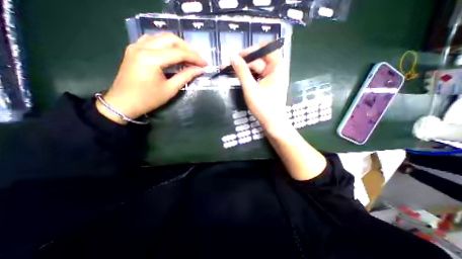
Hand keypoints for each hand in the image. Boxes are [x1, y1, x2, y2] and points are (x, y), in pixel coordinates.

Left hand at [96, 33, 205, 123]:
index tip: (205, 63)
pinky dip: (165, 44)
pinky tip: (172, 52)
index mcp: (151, 59)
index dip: (194, 57)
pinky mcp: (133, 49)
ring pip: (161, 37)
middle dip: (187, 48)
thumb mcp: (170, 89)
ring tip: (188, 55)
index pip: (178, 53)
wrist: (123, 103)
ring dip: (177, 44)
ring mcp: (136, 46)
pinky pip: (152, 40)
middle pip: (170, 39)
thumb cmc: (148, 99)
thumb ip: (185, 76)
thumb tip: (199, 70)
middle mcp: (142, 47)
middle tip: (198, 58)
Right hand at [230, 42, 287, 135]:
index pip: (266, 49)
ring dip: (244, 68)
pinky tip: (238, 76)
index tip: (238, 56)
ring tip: (230, 70)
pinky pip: (257, 75)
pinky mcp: (267, 83)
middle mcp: (276, 69)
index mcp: (277, 67)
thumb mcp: (251, 89)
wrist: (272, 123)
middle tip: (228, 64)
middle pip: (259, 59)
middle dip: (244, 61)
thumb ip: (242, 72)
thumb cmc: (263, 107)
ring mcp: (271, 77)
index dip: (252, 50)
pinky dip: (248, 75)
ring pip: (256, 67)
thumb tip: (232, 56)